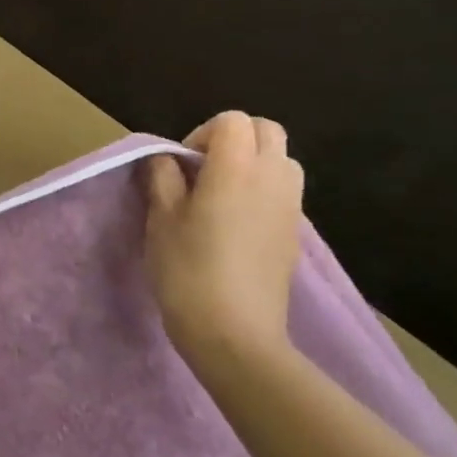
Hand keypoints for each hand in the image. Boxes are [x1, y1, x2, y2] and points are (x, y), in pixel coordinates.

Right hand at [144, 111, 304, 363]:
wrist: (235, 335)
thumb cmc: (188, 271)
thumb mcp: (160, 220)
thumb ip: (163, 178)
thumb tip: (166, 159)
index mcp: (236, 168)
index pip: (232, 121)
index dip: (202, 133)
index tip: (182, 166)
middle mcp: (272, 178)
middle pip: (266, 130)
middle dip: (234, 139)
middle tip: (202, 171)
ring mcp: (291, 207)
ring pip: (282, 159)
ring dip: (254, 162)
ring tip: (221, 195)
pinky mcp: (296, 234)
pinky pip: (285, 191)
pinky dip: (264, 190)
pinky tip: (237, 224)